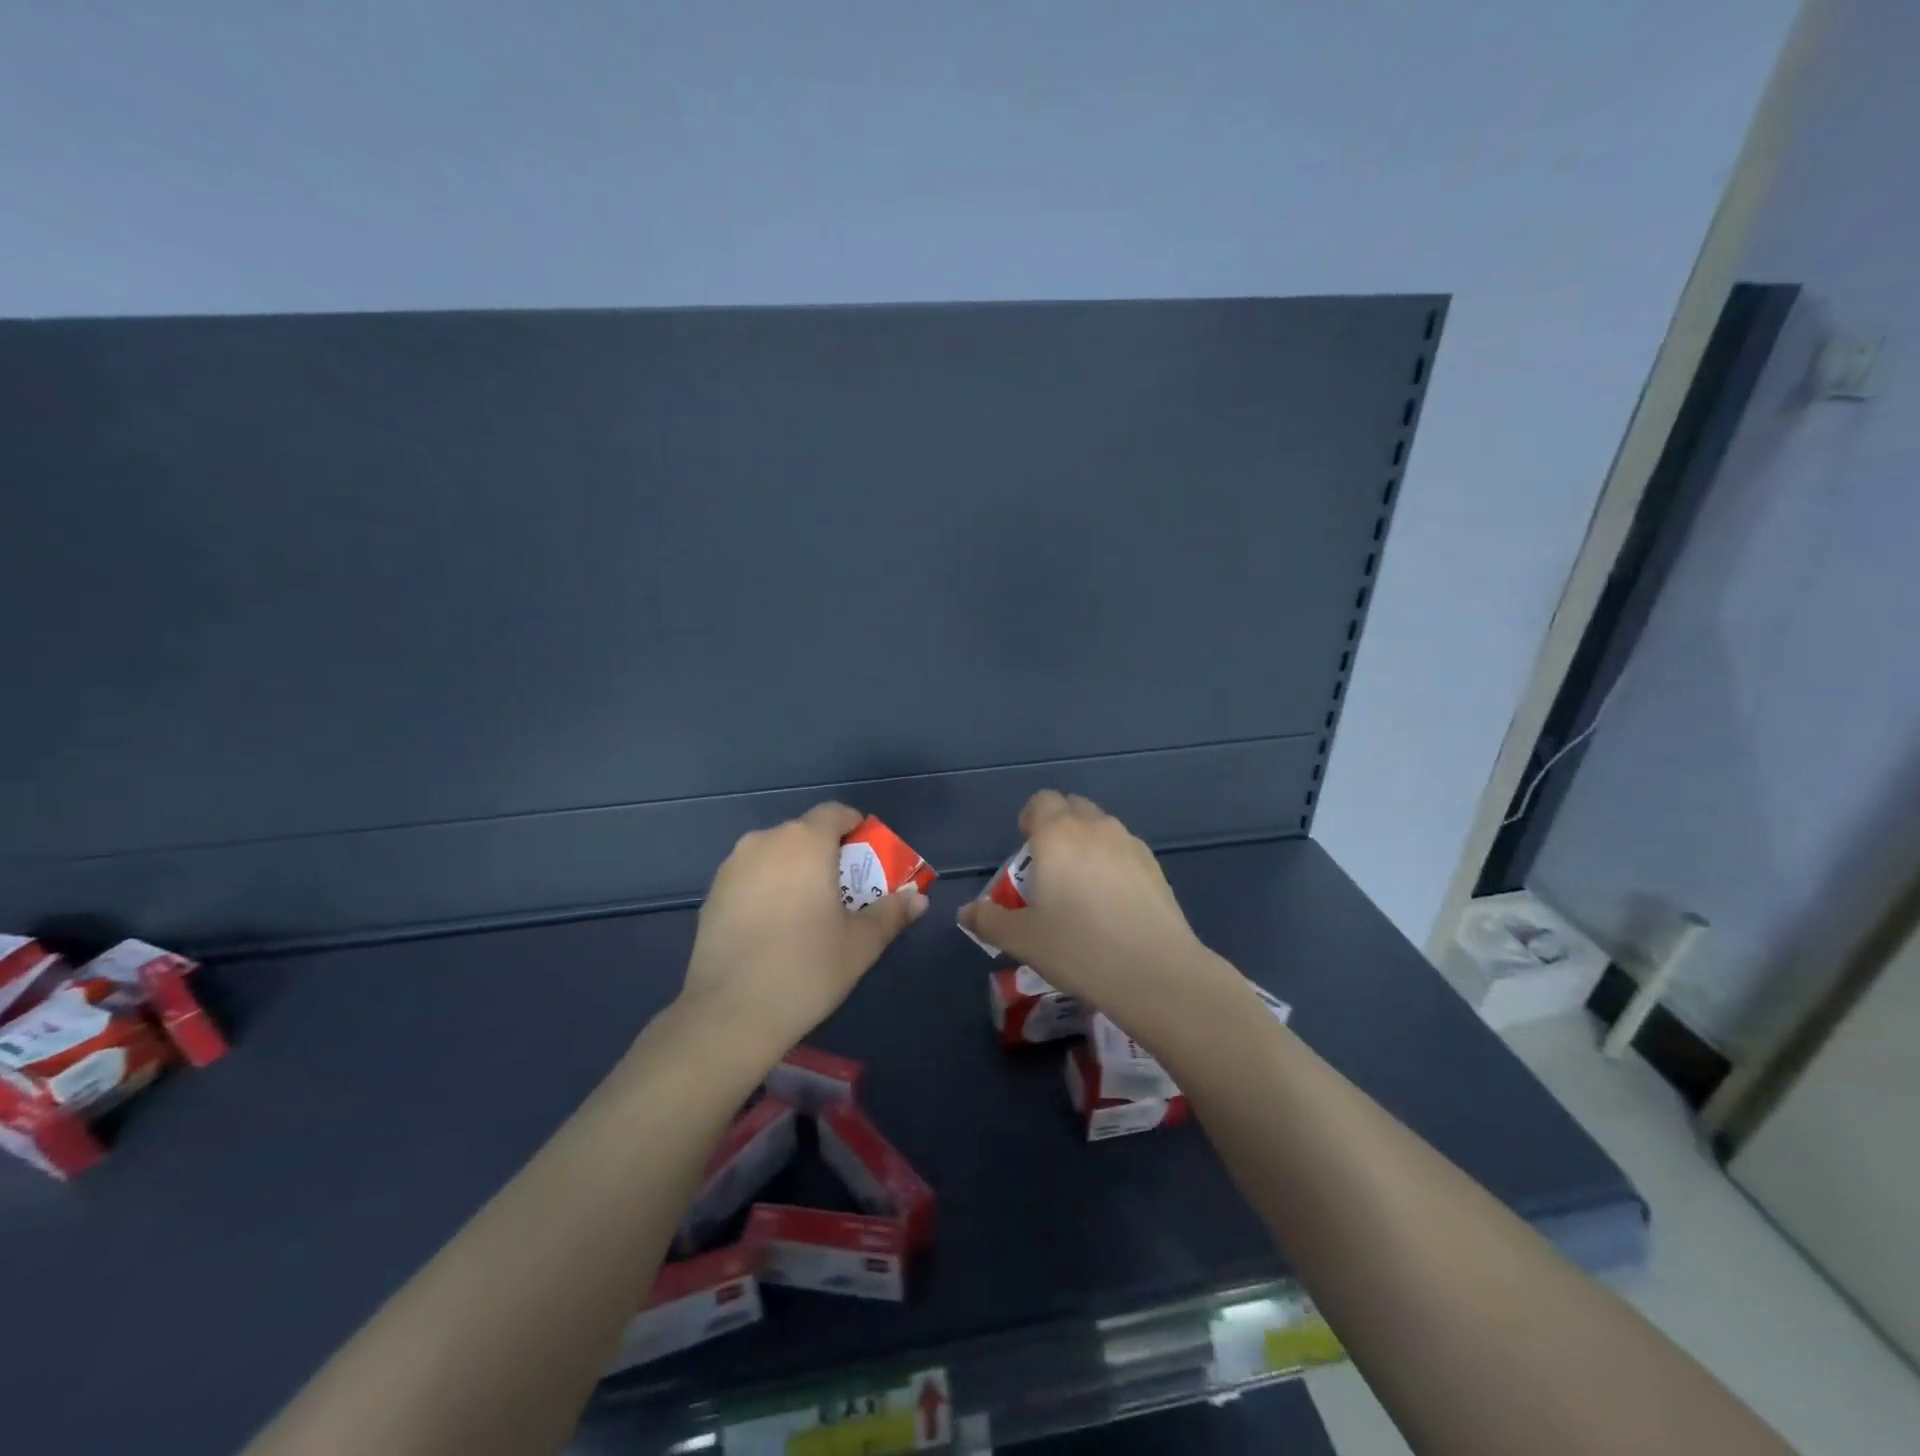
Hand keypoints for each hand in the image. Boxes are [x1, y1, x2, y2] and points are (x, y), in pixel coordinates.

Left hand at [678, 802, 926, 1058]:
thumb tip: (918, 898)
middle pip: (804, 833)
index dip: (855, 828)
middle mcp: (765, 841)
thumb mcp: (861, 944)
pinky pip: (751, 877)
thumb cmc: (806, 969)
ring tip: (807, 912)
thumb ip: (891, 913)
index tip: (867, 860)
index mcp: (805, 842)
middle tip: (844, 892)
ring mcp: (732, 867)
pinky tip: (774, 929)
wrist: (729, 1013)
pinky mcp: (712, 894)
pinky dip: (768, 889)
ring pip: (775, 855)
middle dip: (827, 854)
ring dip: (795, 871)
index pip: (835, 812)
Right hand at [958, 791, 1229, 1027]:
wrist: (1154, 972)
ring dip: (1087, 843)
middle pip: (1073, 807)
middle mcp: (1095, 828)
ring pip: (1102, 828)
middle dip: (1059, 826)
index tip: (1026, 847)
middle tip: (1050, 866)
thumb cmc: (1077, 948)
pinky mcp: (1155, 867)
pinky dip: (1113, 862)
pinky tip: (1113, 902)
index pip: (1042, 801)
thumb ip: (989, 920)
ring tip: (1082, 886)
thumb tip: (966, 912)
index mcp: (1057, 835)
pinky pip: (1125, 850)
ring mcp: (1130, 845)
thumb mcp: (1022, 939)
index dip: (1030, 818)